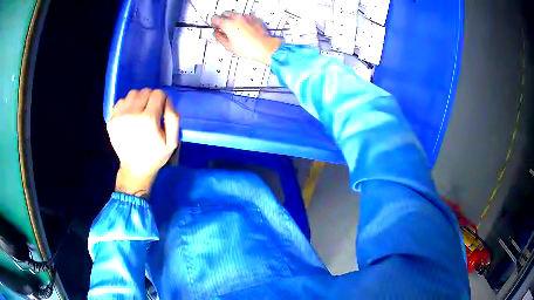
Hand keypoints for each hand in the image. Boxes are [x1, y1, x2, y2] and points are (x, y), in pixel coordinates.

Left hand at [107, 89, 179, 196]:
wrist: (134, 169)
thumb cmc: (155, 156)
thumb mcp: (172, 142)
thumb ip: (173, 118)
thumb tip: (167, 100)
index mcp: (149, 119)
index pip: (158, 94)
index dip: (162, 100)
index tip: (161, 110)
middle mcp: (132, 114)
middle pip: (145, 91)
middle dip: (150, 98)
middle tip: (150, 112)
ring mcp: (119, 116)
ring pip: (132, 94)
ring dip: (138, 100)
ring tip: (139, 112)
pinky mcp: (111, 120)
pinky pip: (121, 101)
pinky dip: (127, 105)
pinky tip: (129, 116)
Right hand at [212, 12, 281, 64]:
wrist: (264, 46)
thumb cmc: (248, 48)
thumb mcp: (228, 46)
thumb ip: (219, 38)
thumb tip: (217, 34)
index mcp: (228, 24)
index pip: (215, 19)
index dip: (213, 23)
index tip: (215, 27)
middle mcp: (237, 18)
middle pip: (225, 13)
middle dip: (223, 19)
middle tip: (223, 26)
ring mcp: (246, 17)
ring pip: (236, 14)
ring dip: (233, 19)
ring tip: (235, 28)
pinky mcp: (254, 18)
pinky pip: (246, 16)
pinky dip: (243, 20)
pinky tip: (244, 28)